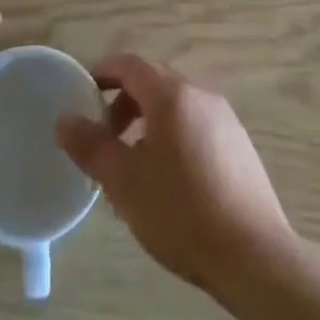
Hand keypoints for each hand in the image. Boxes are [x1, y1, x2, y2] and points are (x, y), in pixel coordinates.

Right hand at [55, 55, 295, 296]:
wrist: (254, 254)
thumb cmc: (182, 212)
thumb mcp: (125, 183)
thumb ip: (92, 147)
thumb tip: (64, 120)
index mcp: (172, 95)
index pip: (131, 64)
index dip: (104, 71)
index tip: (84, 91)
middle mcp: (200, 95)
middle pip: (154, 83)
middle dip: (124, 103)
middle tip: (105, 139)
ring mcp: (225, 118)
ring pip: (176, 107)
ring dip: (149, 124)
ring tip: (134, 167)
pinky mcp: (239, 144)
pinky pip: (196, 126)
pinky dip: (173, 137)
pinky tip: (170, 182)